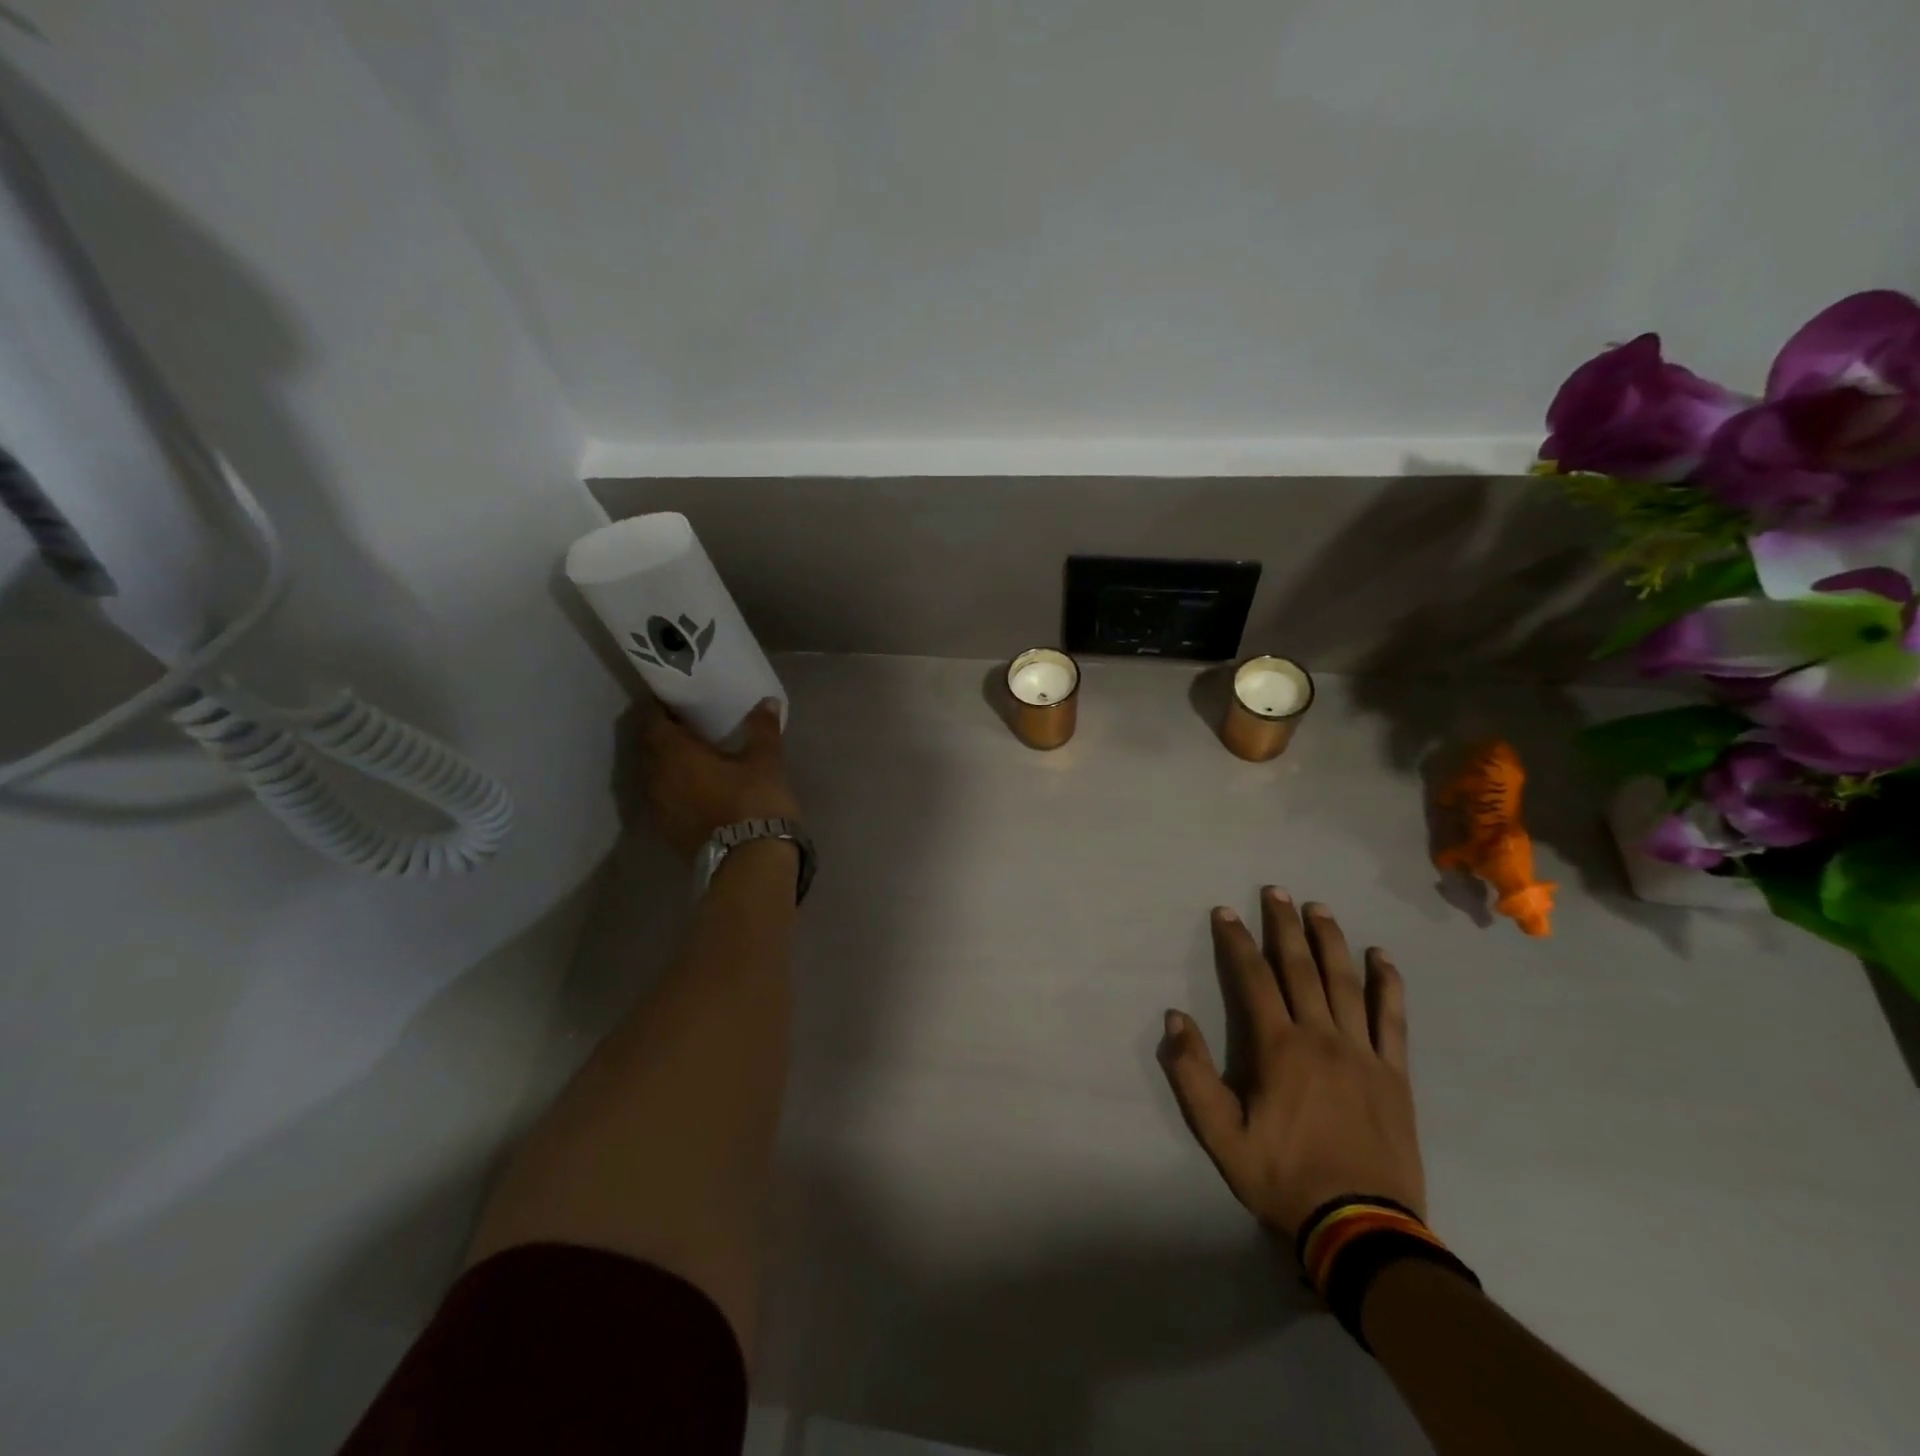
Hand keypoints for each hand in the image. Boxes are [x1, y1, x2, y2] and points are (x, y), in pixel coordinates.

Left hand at [637, 699, 800, 861]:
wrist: (750, 863)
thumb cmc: (755, 801)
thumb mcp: (765, 761)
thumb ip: (762, 729)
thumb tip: (767, 701)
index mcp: (674, 754)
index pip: (654, 721)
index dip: (663, 708)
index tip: (678, 701)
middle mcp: (657, 779)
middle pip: (651, 749)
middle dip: (666, 736)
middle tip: (689, 726)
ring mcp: (659, 809)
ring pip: (656, 776)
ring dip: (670, 764)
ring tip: (695, 757)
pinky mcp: (669, 832)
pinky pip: (665, 799)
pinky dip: (676, 789)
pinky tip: (699, 788)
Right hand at [1158, 887, 1423, 1239]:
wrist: (1361, 1229)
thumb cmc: (1283, 1177)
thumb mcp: (1220, 1135)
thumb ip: (1193, 1074)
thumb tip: (1175, 1018)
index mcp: (1279, 1048)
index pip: (1254, 979)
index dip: (1236, 942)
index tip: (1225, 911)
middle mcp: (1322, 1037)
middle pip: (1301, 968)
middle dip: (1284, 925)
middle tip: (1276, 890)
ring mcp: (1363, 1053)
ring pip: (1346, 982)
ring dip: (1331, 940)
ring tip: (1319, 908)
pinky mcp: (1395, 1074)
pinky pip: (1392, 1019)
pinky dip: (1388, 984)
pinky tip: (1382, 956)